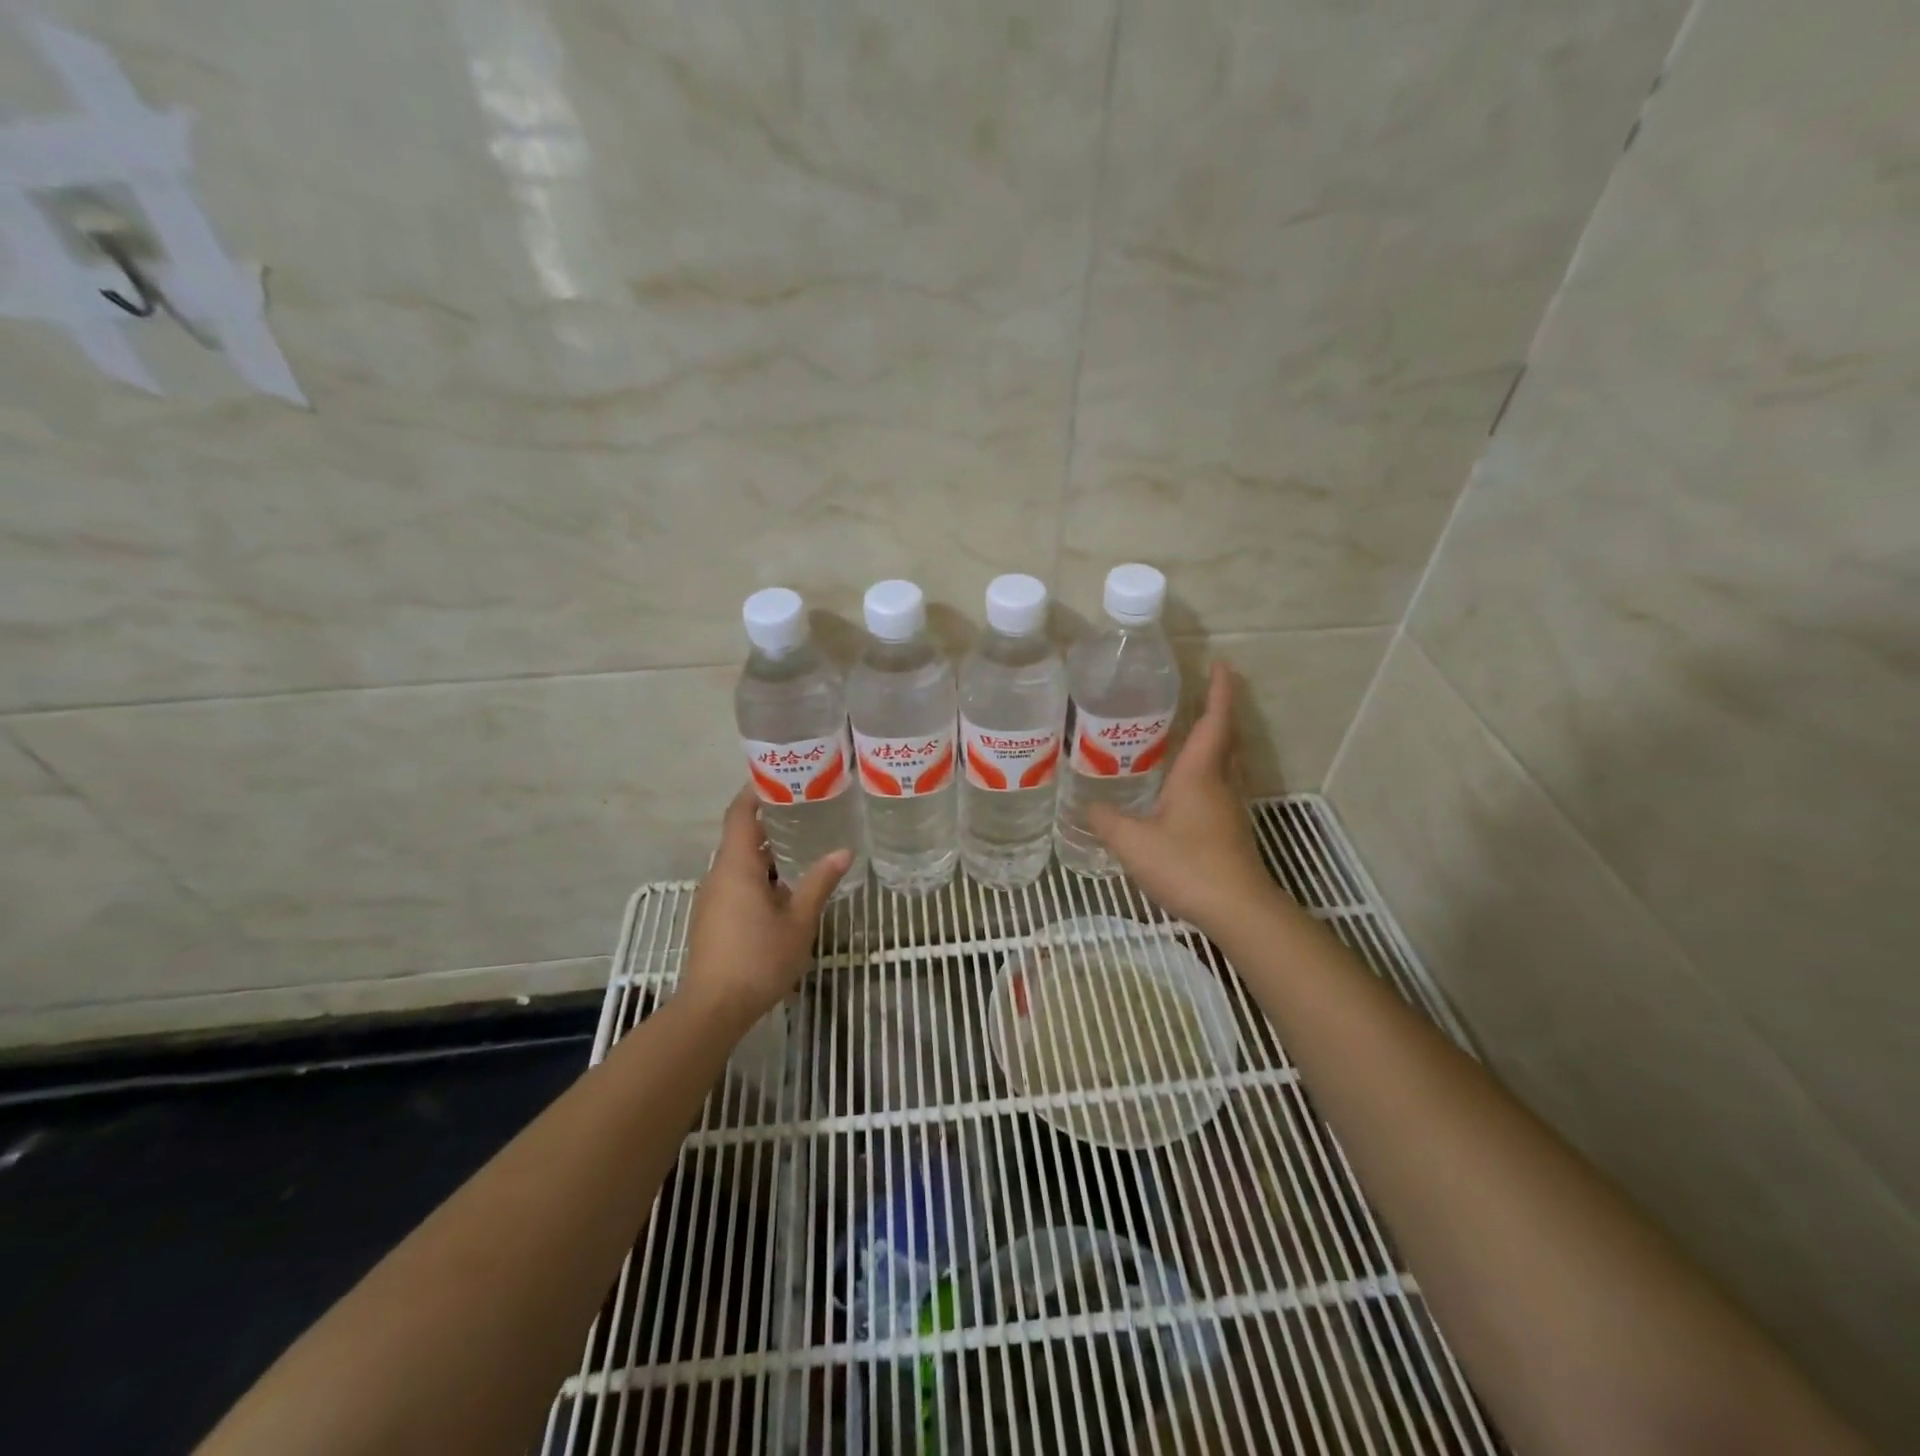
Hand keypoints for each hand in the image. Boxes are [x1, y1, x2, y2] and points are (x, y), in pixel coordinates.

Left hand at [679, 788, 851, 1031]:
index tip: (780, 776)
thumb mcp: (799, 921)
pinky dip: (760, 873)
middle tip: (806, 807)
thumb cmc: (758, 959)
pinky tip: (786, 886)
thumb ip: (819, 882)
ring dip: (767, 850)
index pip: (740, 814)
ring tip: (803, 843)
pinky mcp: (713, 918)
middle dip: (770, 820)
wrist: (713, 1008)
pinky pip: (737, 882)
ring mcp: (713, 897)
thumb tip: (843, 850)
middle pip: (741, 836)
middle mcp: (719, 874)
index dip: (755, 791)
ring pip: (740, 862)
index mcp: (736, 866)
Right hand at [1088, 662, 1274, 930]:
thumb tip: (1087, 807)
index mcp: (1200, 774)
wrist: (1237, 910)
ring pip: (1225, 763)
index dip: (1220, 691)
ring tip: (1185, 733)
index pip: (1214, 721)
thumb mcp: (1133, 842)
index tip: (1221, 663)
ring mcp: (1228, 809)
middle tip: (1197, 693)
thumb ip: (1107, 821)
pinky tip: (1181, 787)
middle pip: (1225, 738)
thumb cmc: (1187, 865)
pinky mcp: (1228, 831)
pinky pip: (1219, 787)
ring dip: (1214, 741)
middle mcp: (1220, 784)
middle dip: (1217, 711)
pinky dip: (1206, 772)